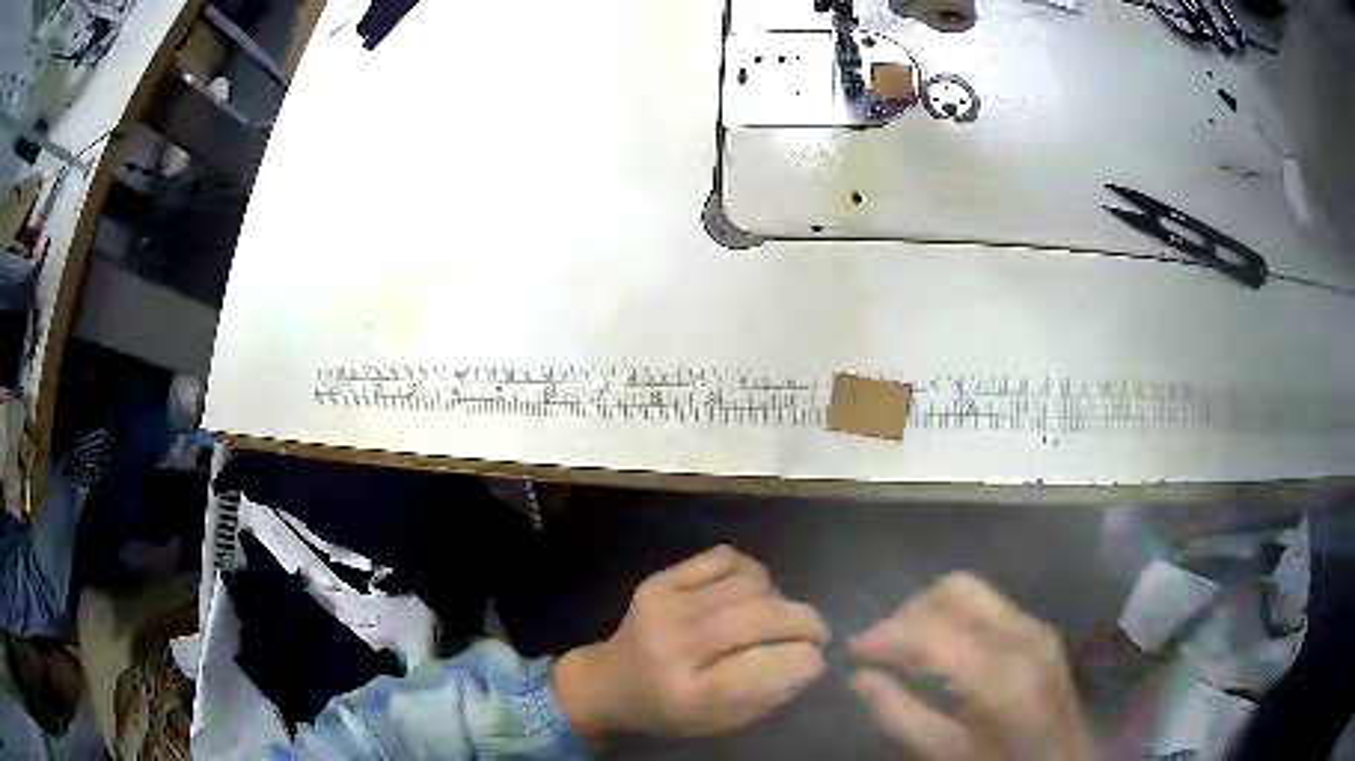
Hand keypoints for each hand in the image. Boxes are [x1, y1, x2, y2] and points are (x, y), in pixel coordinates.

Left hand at [553, 545, 828, 737]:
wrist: (610, 681)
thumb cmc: (672, 711)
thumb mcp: (720, 722)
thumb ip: (769, 693)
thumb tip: (812, 657)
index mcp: (691, 695)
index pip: (765, 667)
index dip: (805, 659)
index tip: (817, 659)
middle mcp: (675, 647)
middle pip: (760, 618)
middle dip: (804, 622)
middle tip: (816, 633)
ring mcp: (664, 606)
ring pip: (749, 584)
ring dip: (780, 598)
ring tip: (778, 615)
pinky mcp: (660, 579)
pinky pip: (726, 558)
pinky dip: (752, 573)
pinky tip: (751, 592)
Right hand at [849, 573, 1092, 759]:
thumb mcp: (944, 753)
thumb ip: (899, 714)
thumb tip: (861, 677)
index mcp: (1000, 675)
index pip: (931, 634)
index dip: (884, 637)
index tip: (852, 651)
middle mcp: (1022, 635)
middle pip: (955, 591)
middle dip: (908, 612)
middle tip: (879, 646)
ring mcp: (1036, 627)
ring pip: (972, 590)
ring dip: (930, 609)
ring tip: (904, 645)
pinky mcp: (1040, 629)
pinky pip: (989, 604)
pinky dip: (955, 616)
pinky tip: (940, 646)